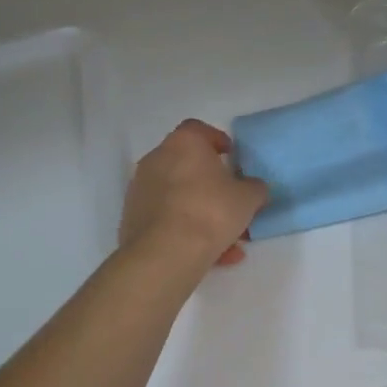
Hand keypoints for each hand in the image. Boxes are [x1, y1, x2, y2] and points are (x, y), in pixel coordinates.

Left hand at [120, 119, 268, 267]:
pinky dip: (186, 231)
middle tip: (230, 201)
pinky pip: (167, 219)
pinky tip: (209, 256)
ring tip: (227, 241)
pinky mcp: (132, 218)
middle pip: (187, 165)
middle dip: (210, 183)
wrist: (165, 254)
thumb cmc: (210, 211)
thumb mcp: (248, 198)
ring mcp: (141, 189)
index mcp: (184, 143)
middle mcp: (157, 158)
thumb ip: (255, 188)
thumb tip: (253, 188)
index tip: (231, 157)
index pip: (199, 130)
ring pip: (178, 197)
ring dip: (201, 213)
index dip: (217, 141)